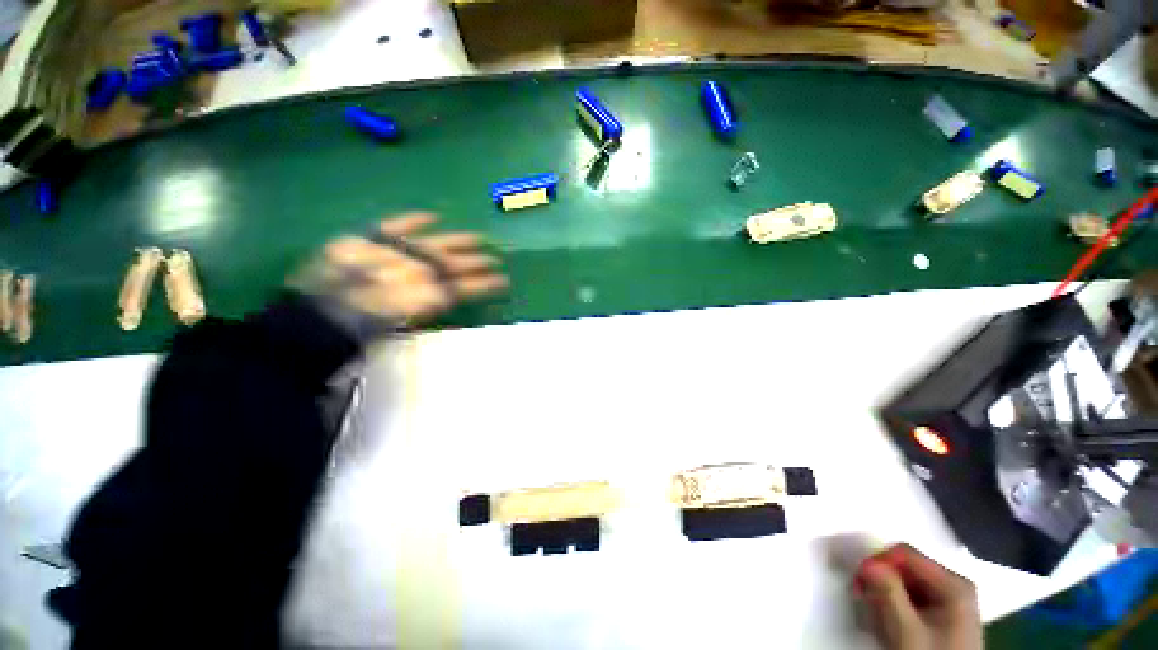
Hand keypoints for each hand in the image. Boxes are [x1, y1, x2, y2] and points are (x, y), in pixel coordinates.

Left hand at [291, 213, 507, 337]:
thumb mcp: (401, 325)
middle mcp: (417, 270)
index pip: (463, 286)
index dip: (484, 283)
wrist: (316, 314)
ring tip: (479, 237)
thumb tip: (448, 296)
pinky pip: (397, 225)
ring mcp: (396, 252)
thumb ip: (427, 308)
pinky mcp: (370, 239)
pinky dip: (413, 219)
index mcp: (425, 293)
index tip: (502, 281)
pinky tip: (432, 215)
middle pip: (454, 263)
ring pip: (437, 245)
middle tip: (496, 258)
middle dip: (477, 261)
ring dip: (459, 241)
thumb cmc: (359, 329)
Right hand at [853, 544, 981, 649]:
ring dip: (885, 597)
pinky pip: (911, 598)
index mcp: (954, 584)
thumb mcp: (906, 630)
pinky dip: (894, 607)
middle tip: (864, 601)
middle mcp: (955, 585)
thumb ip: (887, 592)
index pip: (905, 553)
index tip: (858, 581)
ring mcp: (951, 601)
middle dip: (880, 582)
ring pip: (905, 583)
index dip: (877, 562)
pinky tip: (889, 625)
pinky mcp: (943, 615)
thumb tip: (866, 562)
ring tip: (877, 619)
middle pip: (904, 568)